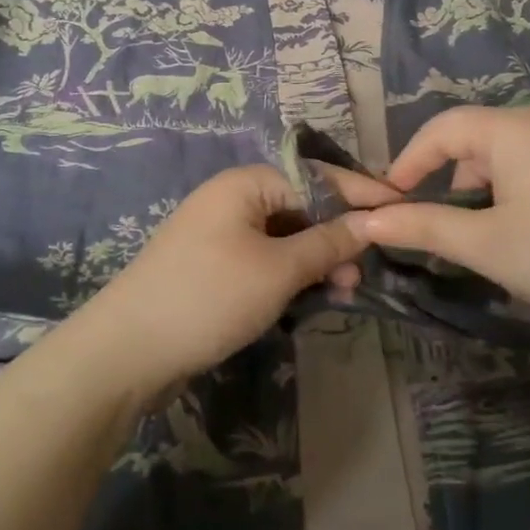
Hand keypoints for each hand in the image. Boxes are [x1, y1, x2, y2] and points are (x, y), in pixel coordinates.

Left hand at [72, 163, 394, 397]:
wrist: (127, 352)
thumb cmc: (208, 297)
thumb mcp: (278, 270)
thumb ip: (328, 243)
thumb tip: (370, 222)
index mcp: (245, 185)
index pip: (316, 177)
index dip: (360, 194)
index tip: (402, 209)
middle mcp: (232, 201)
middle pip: (301, 208)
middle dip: (336, 236)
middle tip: (362, 273)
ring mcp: (219, 236)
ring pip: (285, 239)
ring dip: (315, 261)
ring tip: (341, 292)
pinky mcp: (214, 269)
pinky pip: (264, 262)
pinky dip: (289, 277)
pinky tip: (310, 299)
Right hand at [345, 106, 529, 356]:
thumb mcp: (486, 245)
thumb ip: (423, 226)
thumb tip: (365, 222)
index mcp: (517, 128)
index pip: (443, 127)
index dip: (408, 161)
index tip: (389, 202)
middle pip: (480, 137)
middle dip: (449, 176)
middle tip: (441, 223)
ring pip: (517, 152)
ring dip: (488, 185)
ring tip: (489, 233)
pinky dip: (524, 189)